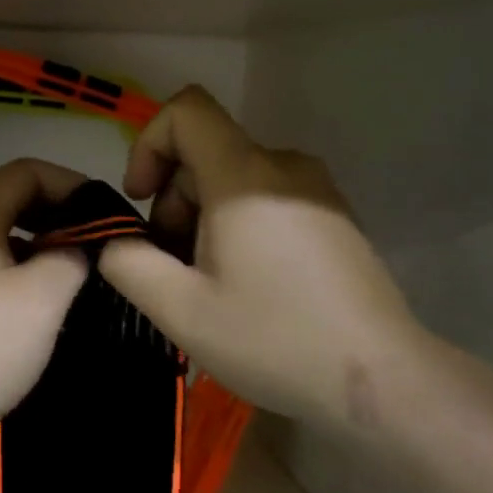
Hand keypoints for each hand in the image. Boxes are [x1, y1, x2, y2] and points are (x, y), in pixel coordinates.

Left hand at [0, 159, 89, 459]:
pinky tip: (25, 297)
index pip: (28, 171)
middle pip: (5, 196)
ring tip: (67, 270)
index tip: (108, 215)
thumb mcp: (41, 300)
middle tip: (93, 243)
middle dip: (54, 214)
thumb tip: (76, 246)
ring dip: (31, 242)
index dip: (73, 185)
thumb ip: (71, 257)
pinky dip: (5, 264)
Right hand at [97, 87, 431, 435]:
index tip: (140, 201)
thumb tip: (111, 239)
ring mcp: (317, 191)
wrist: (381, 381)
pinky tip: (245, 286)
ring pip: (233, 179)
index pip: (186, 110)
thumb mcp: (179, 309)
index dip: (147, 144)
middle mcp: (285, 167)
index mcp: (245, 176)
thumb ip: (126, 262)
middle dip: (171, 201)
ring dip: (201, 219)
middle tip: (172, 267)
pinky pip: (266, 198)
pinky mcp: (333, 217)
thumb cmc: (273, 340)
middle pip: (205, 153)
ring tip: (207, 285)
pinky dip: (236, 226)